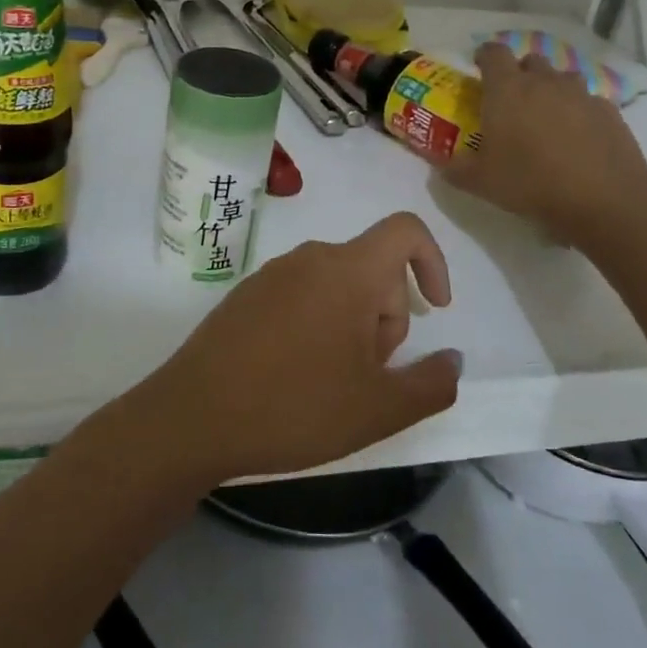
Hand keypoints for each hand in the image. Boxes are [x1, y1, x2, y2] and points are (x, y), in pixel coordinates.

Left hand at [132, 212, 460, 485]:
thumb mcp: (378, 409)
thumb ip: (432, 383)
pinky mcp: (247, 293)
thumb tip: (453, 358)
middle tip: (365, 375)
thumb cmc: (294, 407)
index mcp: (347, 270)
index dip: (434, 261)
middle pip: (372, 269)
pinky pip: (301, 294)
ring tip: (329, 382)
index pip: (405, 230)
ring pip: (337, 286)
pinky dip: (316, 324)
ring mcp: (273, 273)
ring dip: (351, 326)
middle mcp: (310, 257)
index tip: (437, 309)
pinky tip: (294, 374)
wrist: (193, 417)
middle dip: (386, 317)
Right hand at [445, 42, 646, 247]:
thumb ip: (455, 169)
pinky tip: (578, 138)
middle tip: (512, 101)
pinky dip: (579, 111)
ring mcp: (580, 94)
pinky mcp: (609, 111)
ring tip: (546, 118)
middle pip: (530, 60)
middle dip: (519, 74)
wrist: (604, 198)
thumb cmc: (531, 182)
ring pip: (562, 78)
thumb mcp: (480, 182)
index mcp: (507, 89)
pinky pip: (588, 101)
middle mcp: (544, 81)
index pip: (493, 53)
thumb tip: (441, 165)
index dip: (484, 56)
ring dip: (551, 89)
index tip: (479, 68)